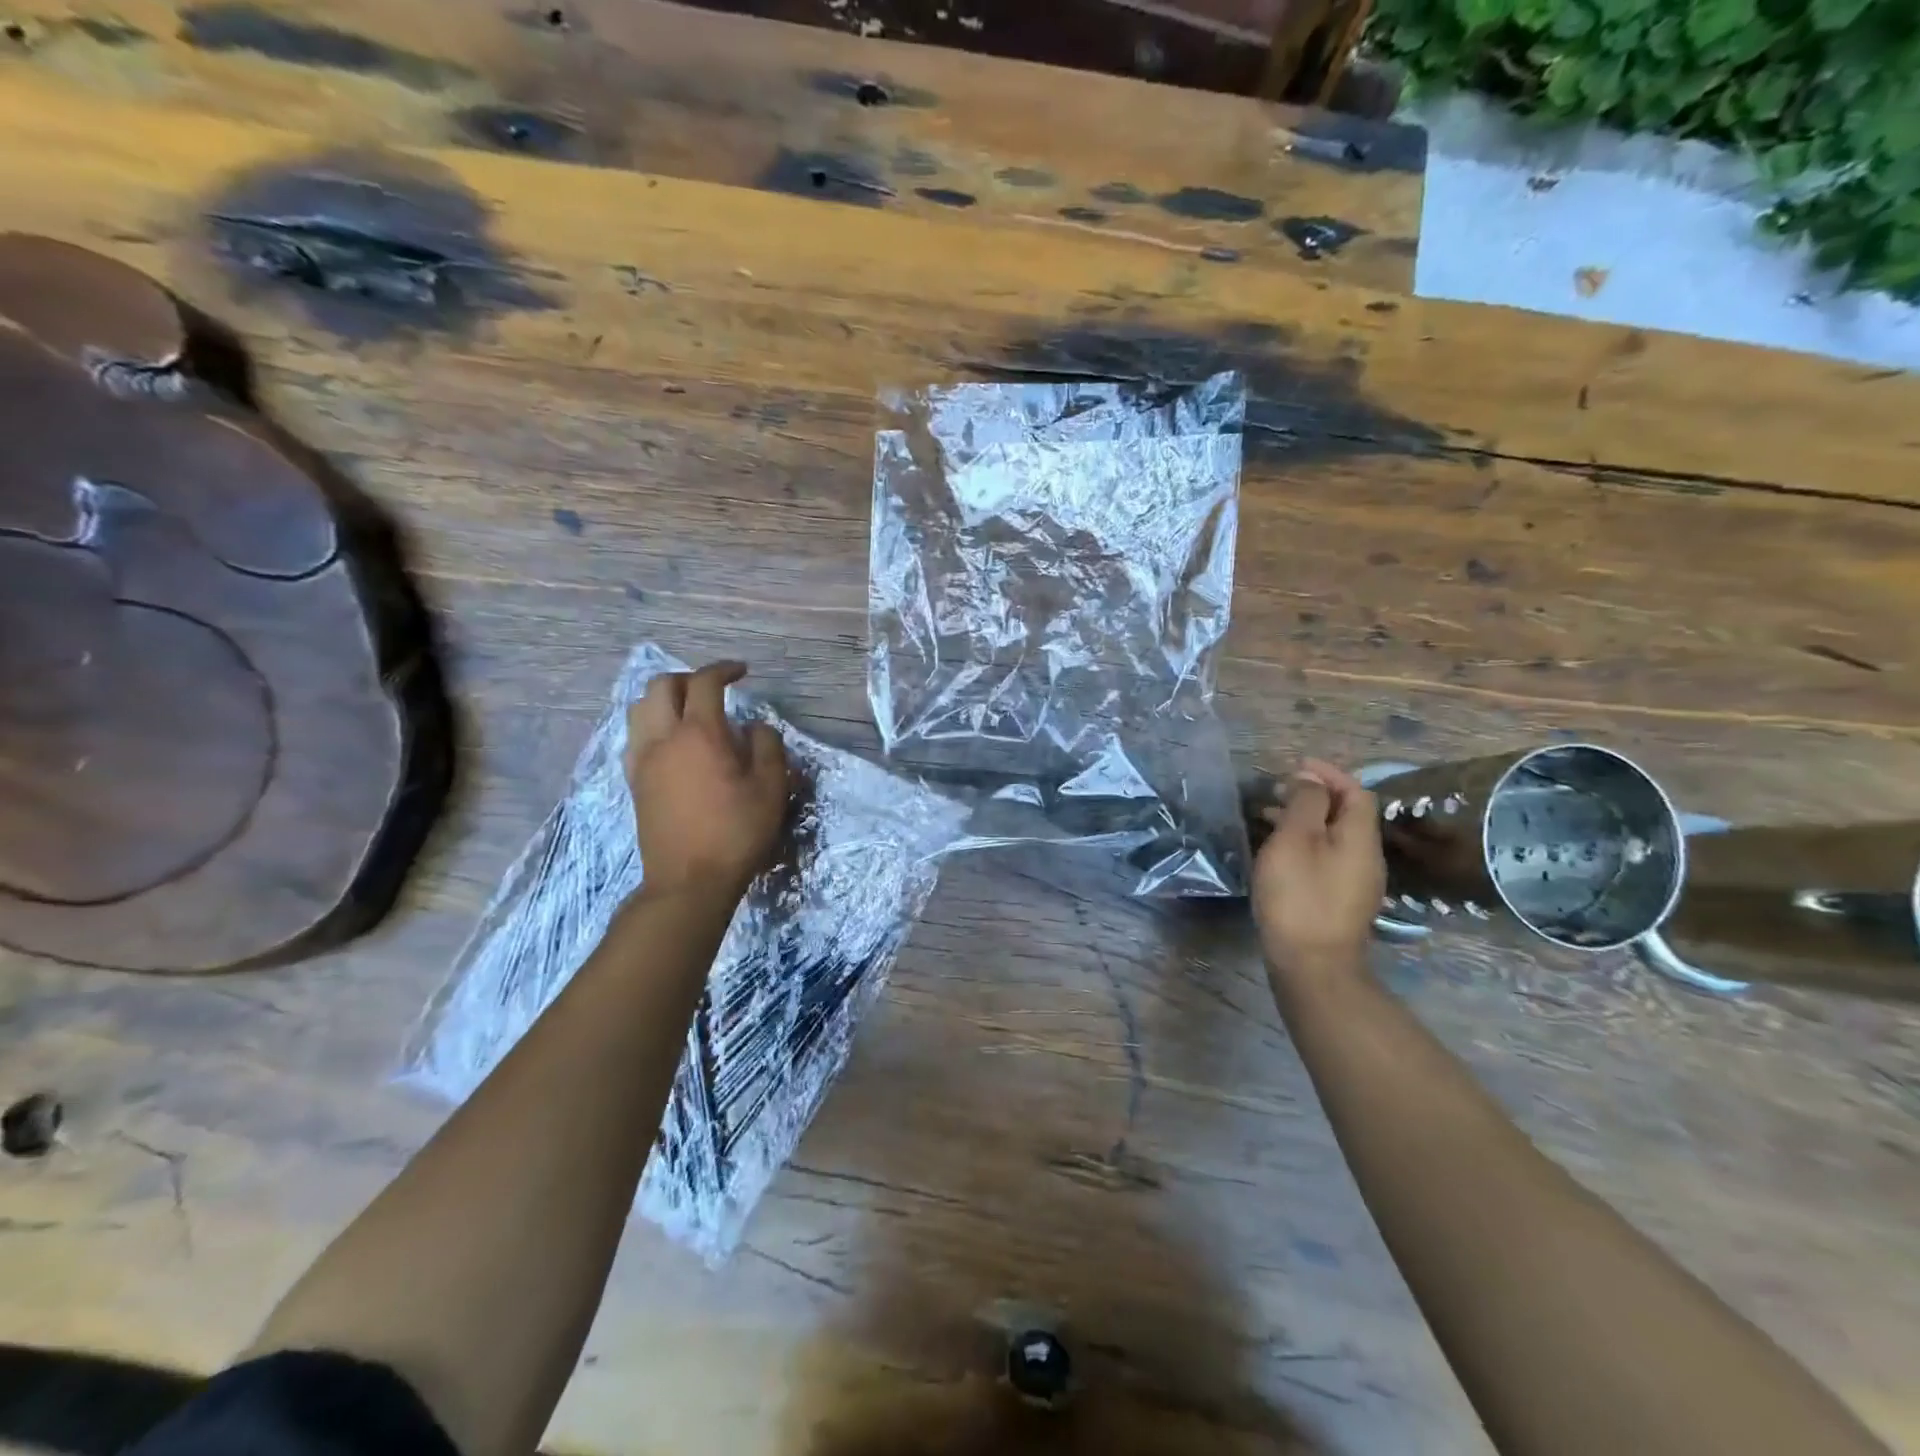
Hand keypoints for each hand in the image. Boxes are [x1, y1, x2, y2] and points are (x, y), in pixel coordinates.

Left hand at [625, 662, 789, 895]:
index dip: (723, 669)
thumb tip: (753, 727)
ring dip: (664, 698)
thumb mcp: (771, 787)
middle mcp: (663, 738)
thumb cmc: (737, 832)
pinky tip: (673, 743)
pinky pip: (635, 736)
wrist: (689, 881)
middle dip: (689, 678)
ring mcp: (642, 761)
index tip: (742, 672)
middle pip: (662, 686)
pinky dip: (652, 725)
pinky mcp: (634, 782)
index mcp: (699, 734)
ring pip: (640, 709)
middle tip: (714, 690)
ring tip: (689, 711)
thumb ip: (766, 745)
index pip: (704, 682)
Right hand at [1252, 758, 1385, 988]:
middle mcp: (1366, 857)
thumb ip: (1306, 803)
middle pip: (1345, 814)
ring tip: (1266, 818)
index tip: (1296, 766)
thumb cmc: (1299, 895)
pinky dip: (1303, 844)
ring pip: (1333, 838)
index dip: (1328, 773)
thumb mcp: (1295, 839)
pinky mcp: (1340, 902)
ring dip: (1304, 821)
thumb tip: (1312, 778)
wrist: (1312, 965)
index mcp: (1359, 837)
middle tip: (1275, 791)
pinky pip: (1325, 858)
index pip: (1355, 791)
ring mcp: (1355, 883)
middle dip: (1313, 796)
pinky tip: (1277, 854)